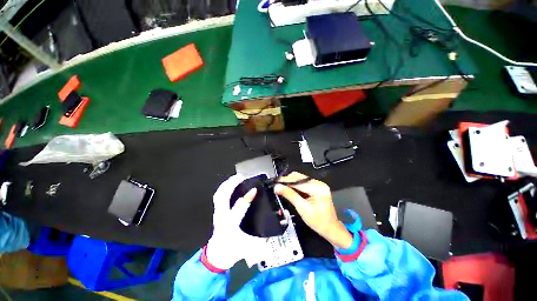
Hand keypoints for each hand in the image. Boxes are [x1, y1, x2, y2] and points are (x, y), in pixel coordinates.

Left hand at [206, 174, 265, 269]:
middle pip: (221, 198)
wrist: (219, 253)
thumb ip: (262, 239)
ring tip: (236, 177)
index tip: (254, 190)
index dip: (246, 199)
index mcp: (230, 226)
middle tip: (240, 177)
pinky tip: (230, 183)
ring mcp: (218, 213)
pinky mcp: (217, 211)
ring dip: (227, 184)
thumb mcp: (250, 247)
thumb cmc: (233, 250)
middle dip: (230, 185)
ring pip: (219, 195)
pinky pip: (219, 196)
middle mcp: (222, 218)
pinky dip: (224, 188)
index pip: (238, 210)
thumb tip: (273, 229)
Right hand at [274, 172, 352, 248]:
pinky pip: (303, 183)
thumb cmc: (318, 221)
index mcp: (318, 188)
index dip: (285, 181)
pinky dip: (295, 186)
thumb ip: (289, 195)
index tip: (276, 182)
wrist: (330, 229)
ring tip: (281, 187)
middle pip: (299, 177)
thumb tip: (278, 187)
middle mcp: (319, 183)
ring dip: (290, 183)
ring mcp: (318, 185)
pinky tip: (289, 189)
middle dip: (287, 181)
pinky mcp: (316, 187)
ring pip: (300, 179)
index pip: (298, 181)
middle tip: (277, 185)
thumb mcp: (302, 208)